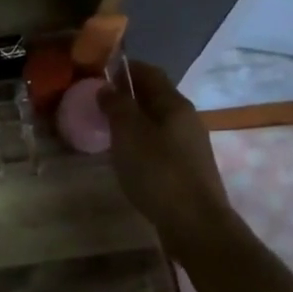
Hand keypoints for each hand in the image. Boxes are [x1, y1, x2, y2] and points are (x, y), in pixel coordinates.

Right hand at [98, 61, 238, 239]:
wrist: (195, 224)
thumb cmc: (158, 172)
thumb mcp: (129, 134)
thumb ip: (117, 106)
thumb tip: (106, 87)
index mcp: (174, 104)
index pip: (149, 72)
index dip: (124, 68)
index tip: (98, 71)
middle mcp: (186, 119)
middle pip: (155, 96)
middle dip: (127, 94)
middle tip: (97, 101)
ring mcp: (189, 144)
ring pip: (157, 121)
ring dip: (133, 119)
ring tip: (107, 128)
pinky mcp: (187, 168)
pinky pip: (160, 142)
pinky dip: (140, 140)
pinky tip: (126, 155)